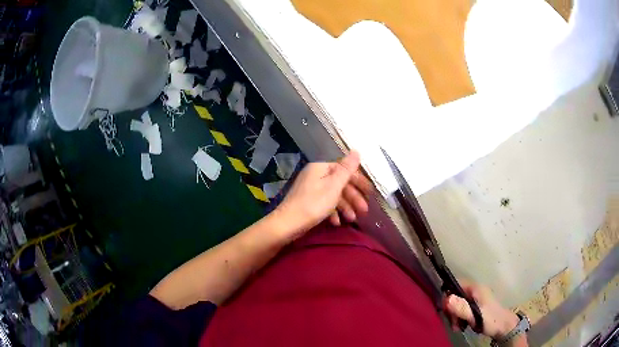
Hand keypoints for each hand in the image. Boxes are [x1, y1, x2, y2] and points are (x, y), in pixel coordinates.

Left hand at [275, 150, 372, 239]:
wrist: (288, 224)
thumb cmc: (313, 204)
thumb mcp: (334, 186)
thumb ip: (346, 169)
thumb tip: (356, 150)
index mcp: (321, 168)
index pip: (344, 170)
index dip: (358, 181)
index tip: (370, 193)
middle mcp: (315, 175)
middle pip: (339, 183)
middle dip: (353, 197)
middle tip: (364, 210)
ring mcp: (310, 189)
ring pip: (333, 195)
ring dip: (345, 207)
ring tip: (352, 219)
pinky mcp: (308, 202)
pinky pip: (324, 203)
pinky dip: (332, 212)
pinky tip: (337, 222)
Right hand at [444, 281, 519, 339]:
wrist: (504, 327)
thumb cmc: (491, 319)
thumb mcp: (475, 315)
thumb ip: (461, 308)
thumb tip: (447, 299)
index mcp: (476, 288)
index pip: (456, 284)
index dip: (447, 294)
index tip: (444, 309)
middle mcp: (475, 291)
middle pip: (455, 296)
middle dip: (452, 310)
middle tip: (453, 323)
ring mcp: (476, 299)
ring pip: (458, 304)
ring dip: (455, 316)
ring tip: (457, 327)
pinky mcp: (476, 307)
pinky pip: (462, 309)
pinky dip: (459, 318)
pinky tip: (461, 326)